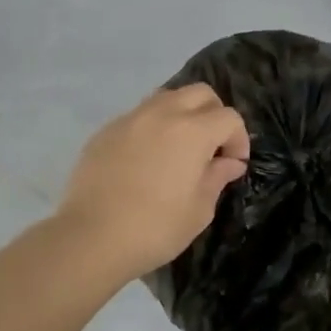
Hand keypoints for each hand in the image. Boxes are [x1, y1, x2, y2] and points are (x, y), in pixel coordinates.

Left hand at [58, 84, 250, 279]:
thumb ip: (216, 178)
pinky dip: (152, 127)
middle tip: (211, 148)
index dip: (238, 139)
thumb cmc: (155, 228)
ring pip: (166, 97)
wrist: (91, 237)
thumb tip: (229, 163)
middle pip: (200, 93)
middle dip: (214, 114)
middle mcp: (162, 113)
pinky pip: (138, 116)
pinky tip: (146, 159)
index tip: (233, 164)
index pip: (229, 117)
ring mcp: (130, 119)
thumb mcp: (199, 210)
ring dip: (182, 114)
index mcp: (192, 131)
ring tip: (179, 148)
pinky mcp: (105, 131)